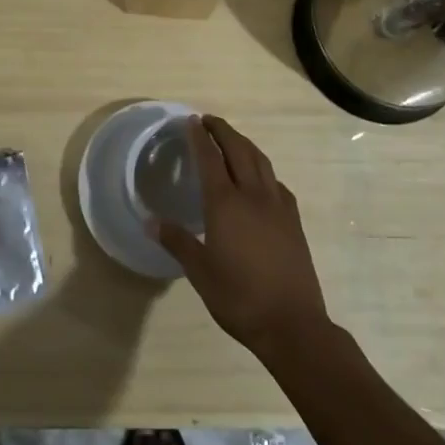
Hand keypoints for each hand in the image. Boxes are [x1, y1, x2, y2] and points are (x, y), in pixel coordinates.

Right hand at [153, 116, 330, 360]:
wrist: (292, 324)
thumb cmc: (239, 297)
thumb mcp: (200, 272)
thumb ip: (177, 241)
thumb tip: (150, 221)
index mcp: (226, 204)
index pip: (210, 159)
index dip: (199, 137)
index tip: (191, 120)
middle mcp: (253, 195)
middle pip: (238, 150)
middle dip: (223, 131)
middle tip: (208, 120)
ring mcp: (277, 206)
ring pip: (261, 161)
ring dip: (244, 144)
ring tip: (231, 139)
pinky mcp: (293, 220)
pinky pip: (276, 182)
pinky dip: (263, 169)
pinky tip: (260, 179)